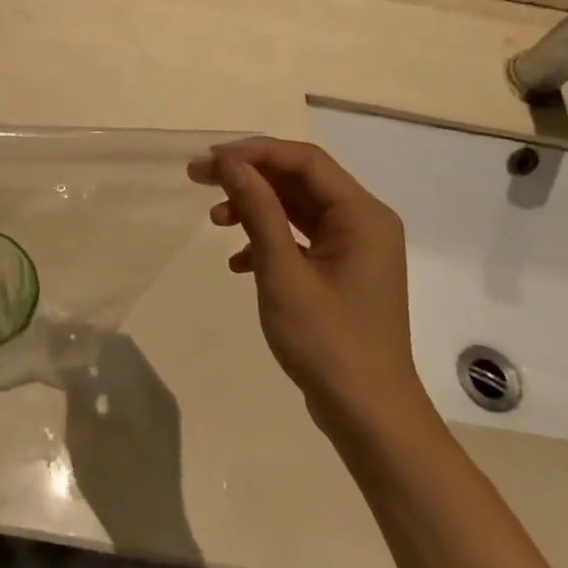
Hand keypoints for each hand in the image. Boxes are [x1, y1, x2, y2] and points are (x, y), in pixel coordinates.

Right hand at [190, 137, 433, 446]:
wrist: (369, 415)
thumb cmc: (327, 341)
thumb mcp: (283, 272)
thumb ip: (258, 211)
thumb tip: (230, 163)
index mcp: (362, 215)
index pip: (304, 160)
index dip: (254, 153)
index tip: (209, 161)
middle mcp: (363, 222)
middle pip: (300, 180)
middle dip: (249, 177)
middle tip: (198, 179)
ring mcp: (354, 248)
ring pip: (297, 209)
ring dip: (254, 208)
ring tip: (214, 221)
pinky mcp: (341, 271)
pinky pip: (299, 238)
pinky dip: (266, 241)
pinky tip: (237, 262)